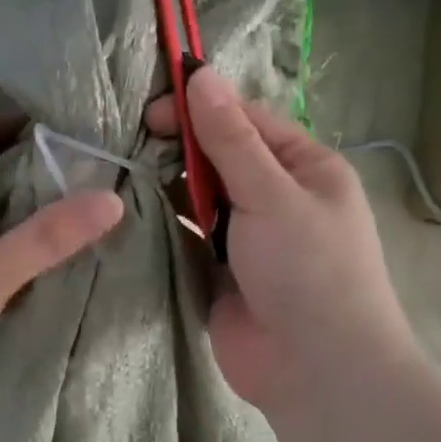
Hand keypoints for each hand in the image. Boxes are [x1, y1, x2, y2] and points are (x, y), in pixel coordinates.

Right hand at [146, 70, 412, 411]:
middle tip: (134, 144)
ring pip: (202, 198)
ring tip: (126, 174)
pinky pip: (189, 237)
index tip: (152, 110)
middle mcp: (277, 198)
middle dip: (183, 149)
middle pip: (222, 158)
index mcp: (305, 168)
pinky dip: (167, 225)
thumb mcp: (272, 193)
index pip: (248, 121)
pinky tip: (134, 213)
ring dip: (171, 187)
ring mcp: (248, 238)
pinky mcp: (220, 273)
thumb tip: (202, 74)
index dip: (202, 109)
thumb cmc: (307, 268)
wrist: (314, 367)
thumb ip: (231, 139)